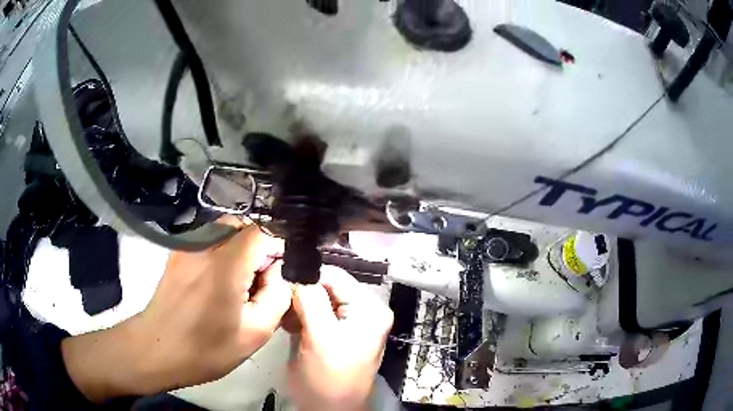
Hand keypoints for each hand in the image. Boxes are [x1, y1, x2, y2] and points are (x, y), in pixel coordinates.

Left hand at [61, 221, 290, 402]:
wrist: (156, 348)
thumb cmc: (205, 348)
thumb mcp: (254, 333)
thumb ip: (277, 296)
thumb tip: (282, 272)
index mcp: (226, 263)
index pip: (264, 231)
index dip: (281, 247)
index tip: (282, 273)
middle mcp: (206, 243)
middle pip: (245, 225)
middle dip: (262, 247)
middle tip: (262, 282)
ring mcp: (189, 244)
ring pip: (228, 229)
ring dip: (243, 248)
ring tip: (241, 283)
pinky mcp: (179, 251)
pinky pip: (211, 238)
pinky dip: (225, 251)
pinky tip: (220, 281)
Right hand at [287, 266, 393, 410]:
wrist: (330, 410)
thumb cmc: (329, 377)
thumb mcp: (320, 336)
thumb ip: (310, 299)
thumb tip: (296, 270)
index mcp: (369, 308)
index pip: (336, 276)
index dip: (308, 276)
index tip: (280, 281)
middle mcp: (364, 310)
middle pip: (327, 286)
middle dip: (302, 293)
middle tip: (281, 304)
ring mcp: (349, 322)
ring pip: (317, 299)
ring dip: (298, 306)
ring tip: (286, 320)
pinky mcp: (335, 332)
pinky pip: (316, 313)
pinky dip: (300, 316)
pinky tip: (291, 327)